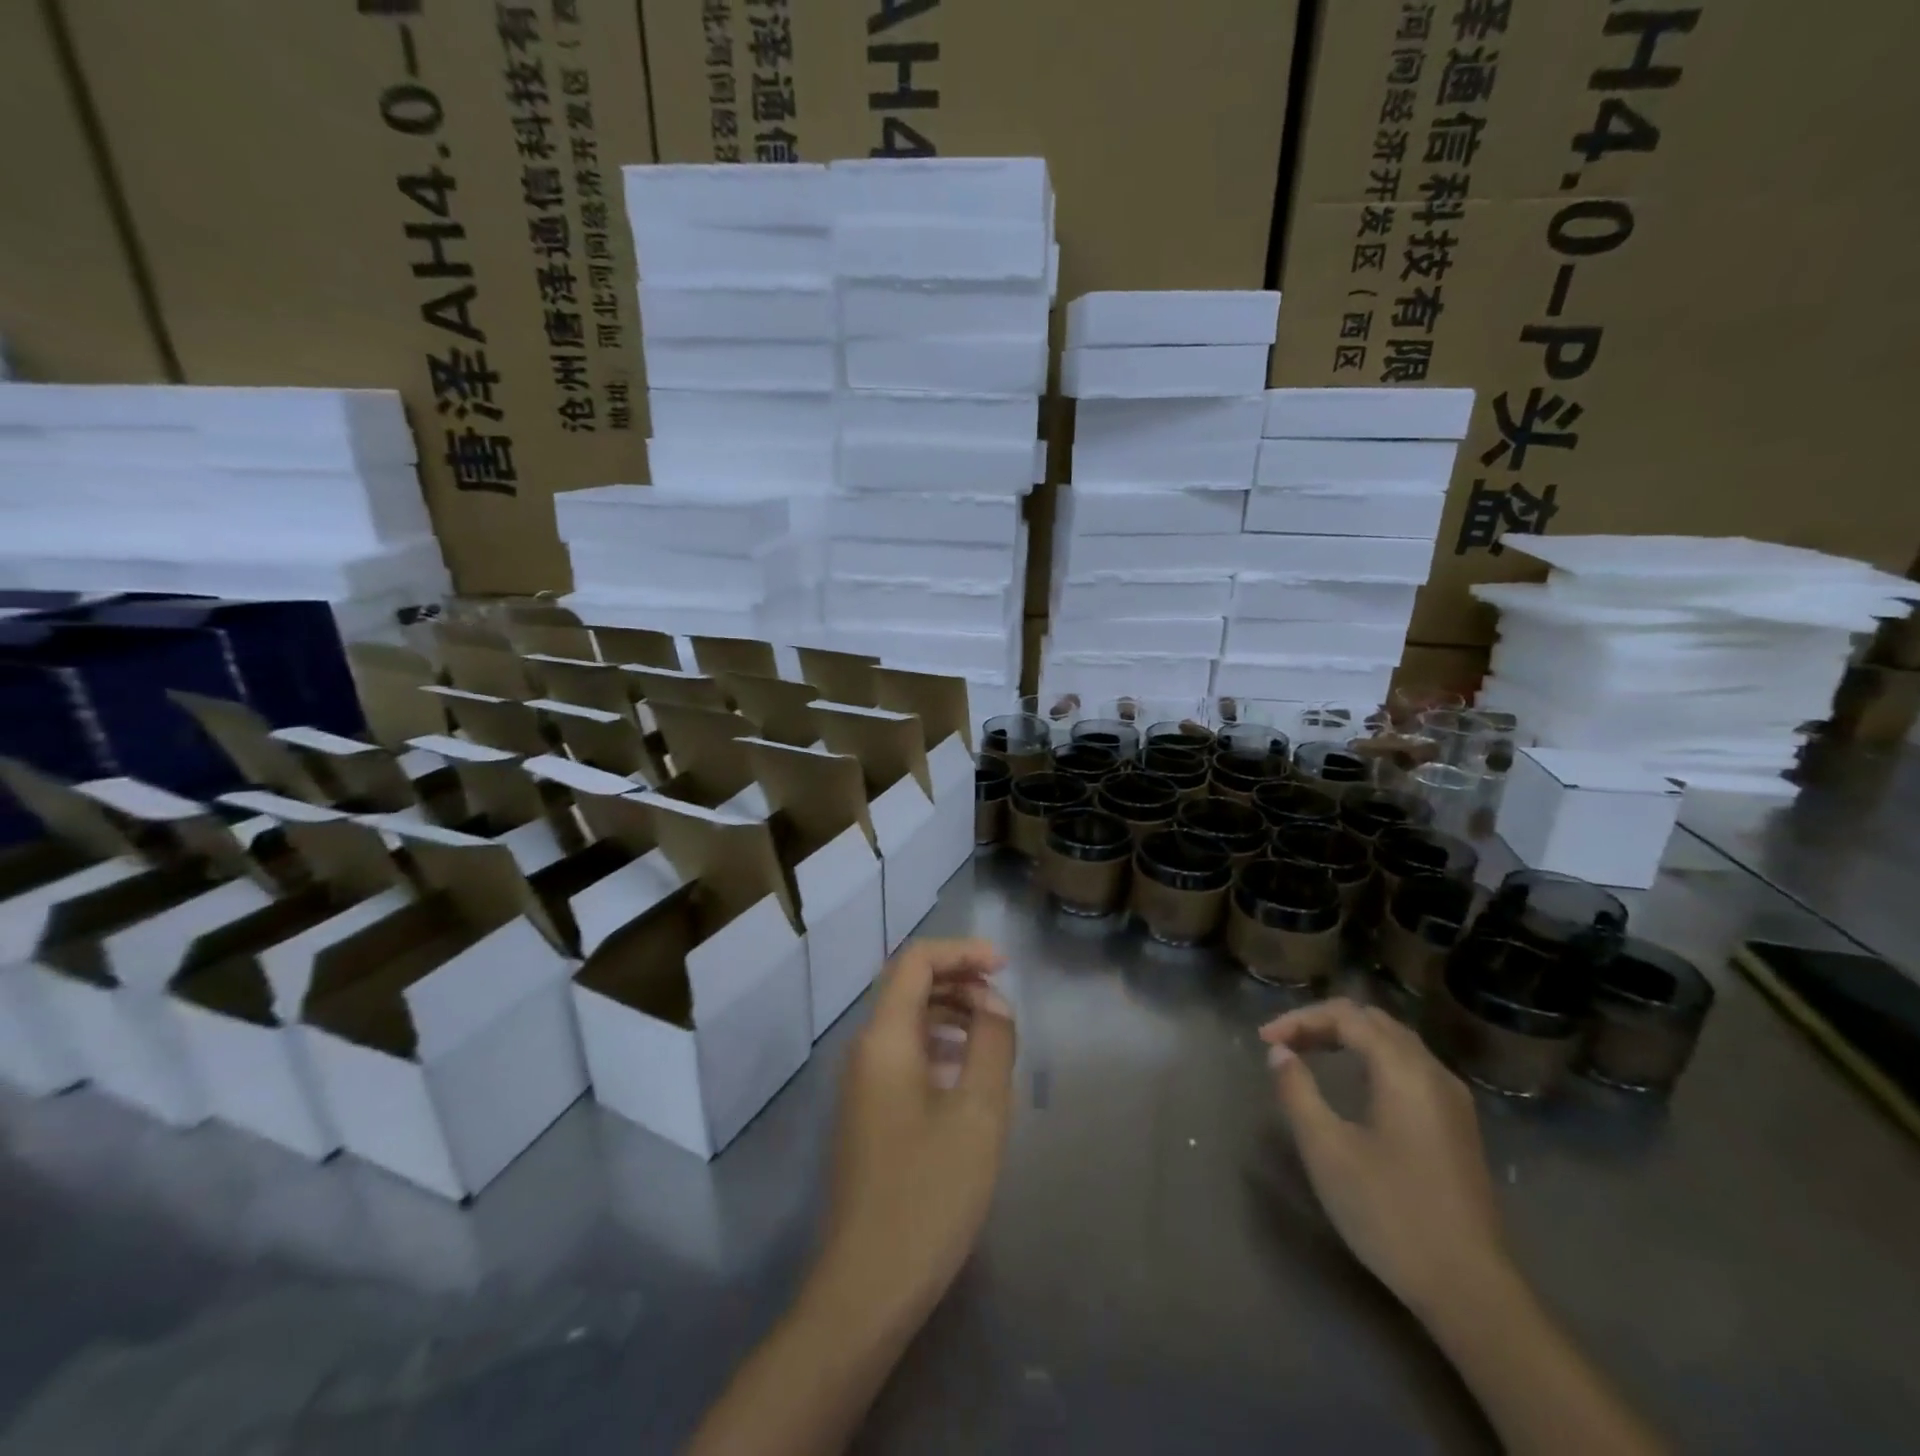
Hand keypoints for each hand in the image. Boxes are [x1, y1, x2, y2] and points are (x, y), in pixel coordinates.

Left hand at [818, 937, 1015, 1324]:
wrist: (866, 1287)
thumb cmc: (928, 1193)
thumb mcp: (977, 1114)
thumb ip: (991, 1044)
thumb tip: (994, 1003)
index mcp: (884, 1039)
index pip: (915, 962)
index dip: (961, 951)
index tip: (1005, 966)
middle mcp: (864, 1050)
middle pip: (908, 986)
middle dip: (957, 979)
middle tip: (1004, 1001)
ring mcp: (861, 1084)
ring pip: (906, 1022)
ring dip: (949, 1012)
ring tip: (993, 1034)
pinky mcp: (867, 1113)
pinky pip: (903, 1056)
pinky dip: (937, 1046)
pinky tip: (967, 1074)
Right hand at [1262, 998, 1509, 1317]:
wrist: (1471, 1290)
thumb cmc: (1390, 1213)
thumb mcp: (1326, 1150)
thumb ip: (1297, 1091)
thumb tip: (1280, 1053)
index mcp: (1404, 1070)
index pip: (1346, 1016)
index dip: (1299, 1019)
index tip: (1264, 1041)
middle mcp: (1433, 1073)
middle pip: (1373, 1021)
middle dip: (1323, 1022)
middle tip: (1284, 1044)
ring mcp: (1452, 1100)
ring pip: (1394, 1042)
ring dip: (1348, 1038)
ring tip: (1309, 1054)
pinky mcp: (1457, 1126)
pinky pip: (1409, 1067)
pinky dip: (1371, 1058)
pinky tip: (1353, 1083)